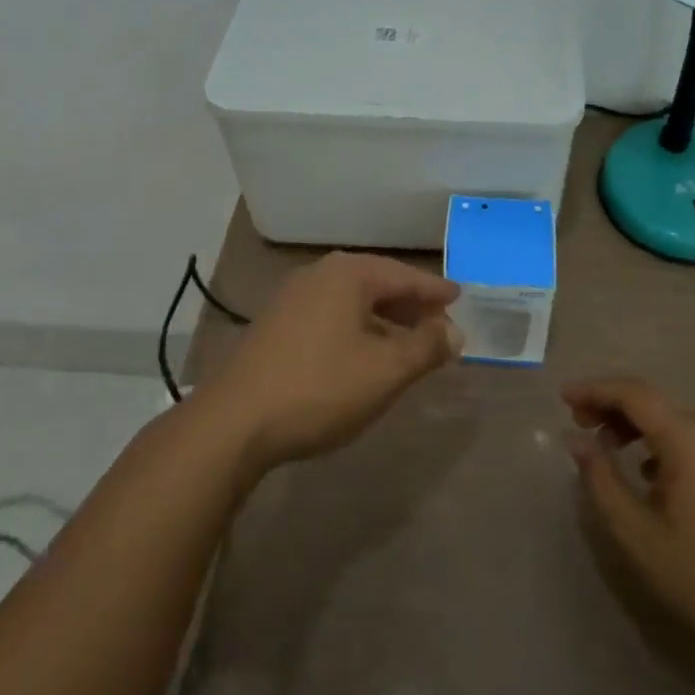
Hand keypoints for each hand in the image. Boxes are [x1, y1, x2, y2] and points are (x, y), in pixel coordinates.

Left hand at [203, 253, 462, 472]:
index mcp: (349, 274)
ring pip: (353, 301)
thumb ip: (425, 348)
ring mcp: (293, 297)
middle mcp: (320, 273)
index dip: (435, 290)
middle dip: (410, 304)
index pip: (404, 275)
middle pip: (378, 283)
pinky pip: (331, 314)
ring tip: (408, 341)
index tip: (460, 296)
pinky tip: (364, 354)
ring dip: (384, 319)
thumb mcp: (384, 371)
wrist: (235, 421)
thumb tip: (454, 332)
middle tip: (440, 323)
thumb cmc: (320, 387)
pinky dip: (357, 327)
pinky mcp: (276, 323)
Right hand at [563, 377, 694, 669]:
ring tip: (605, 448)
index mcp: (686, 437)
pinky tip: (645, 475)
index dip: (594, 389)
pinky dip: (657, 444)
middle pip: (651, 402)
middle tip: (578, 422)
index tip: (563, 398)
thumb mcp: (637, 533)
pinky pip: (688, 442)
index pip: (632, 393)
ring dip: (633, 426)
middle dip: (610, 406)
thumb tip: (576, 441)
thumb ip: (601, 480)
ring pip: (670, 421)